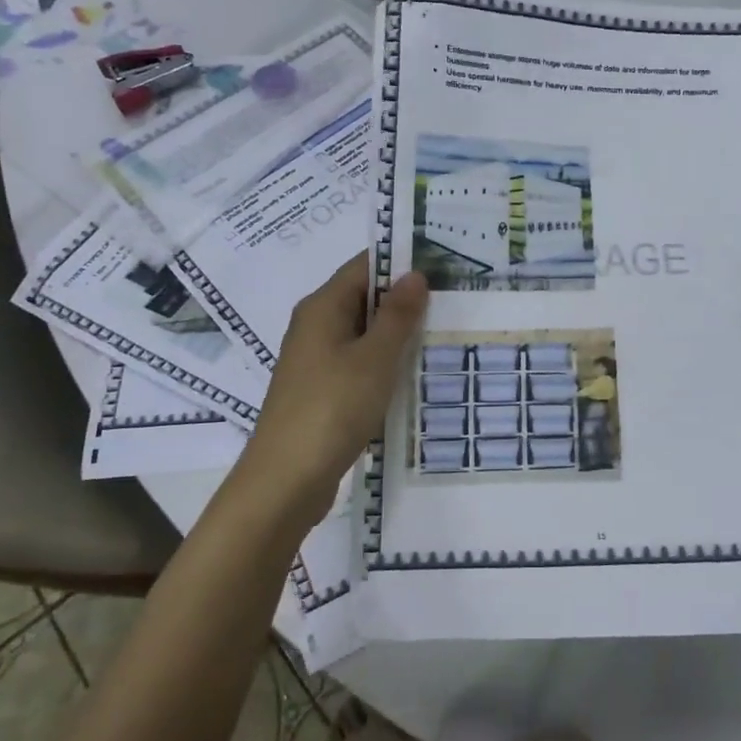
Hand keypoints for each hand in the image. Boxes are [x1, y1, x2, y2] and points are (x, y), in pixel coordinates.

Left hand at [236, 254, 427, 526]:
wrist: (286, 480)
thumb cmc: (332, 408)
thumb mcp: (374, 358)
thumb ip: (397, 315)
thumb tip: (414, 275)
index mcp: (322, 307)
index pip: (364, 266)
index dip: (401, 261)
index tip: (444, 262)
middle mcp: (315, 326)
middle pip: (364, 297)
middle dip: (405, 297)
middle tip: (454, 298)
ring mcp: (316, 360)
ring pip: (364, 333)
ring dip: (398, 333)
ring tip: (444, 331)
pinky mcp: (322, 390)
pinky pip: (359, 362)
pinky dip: (385, 362)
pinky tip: (415, 372)